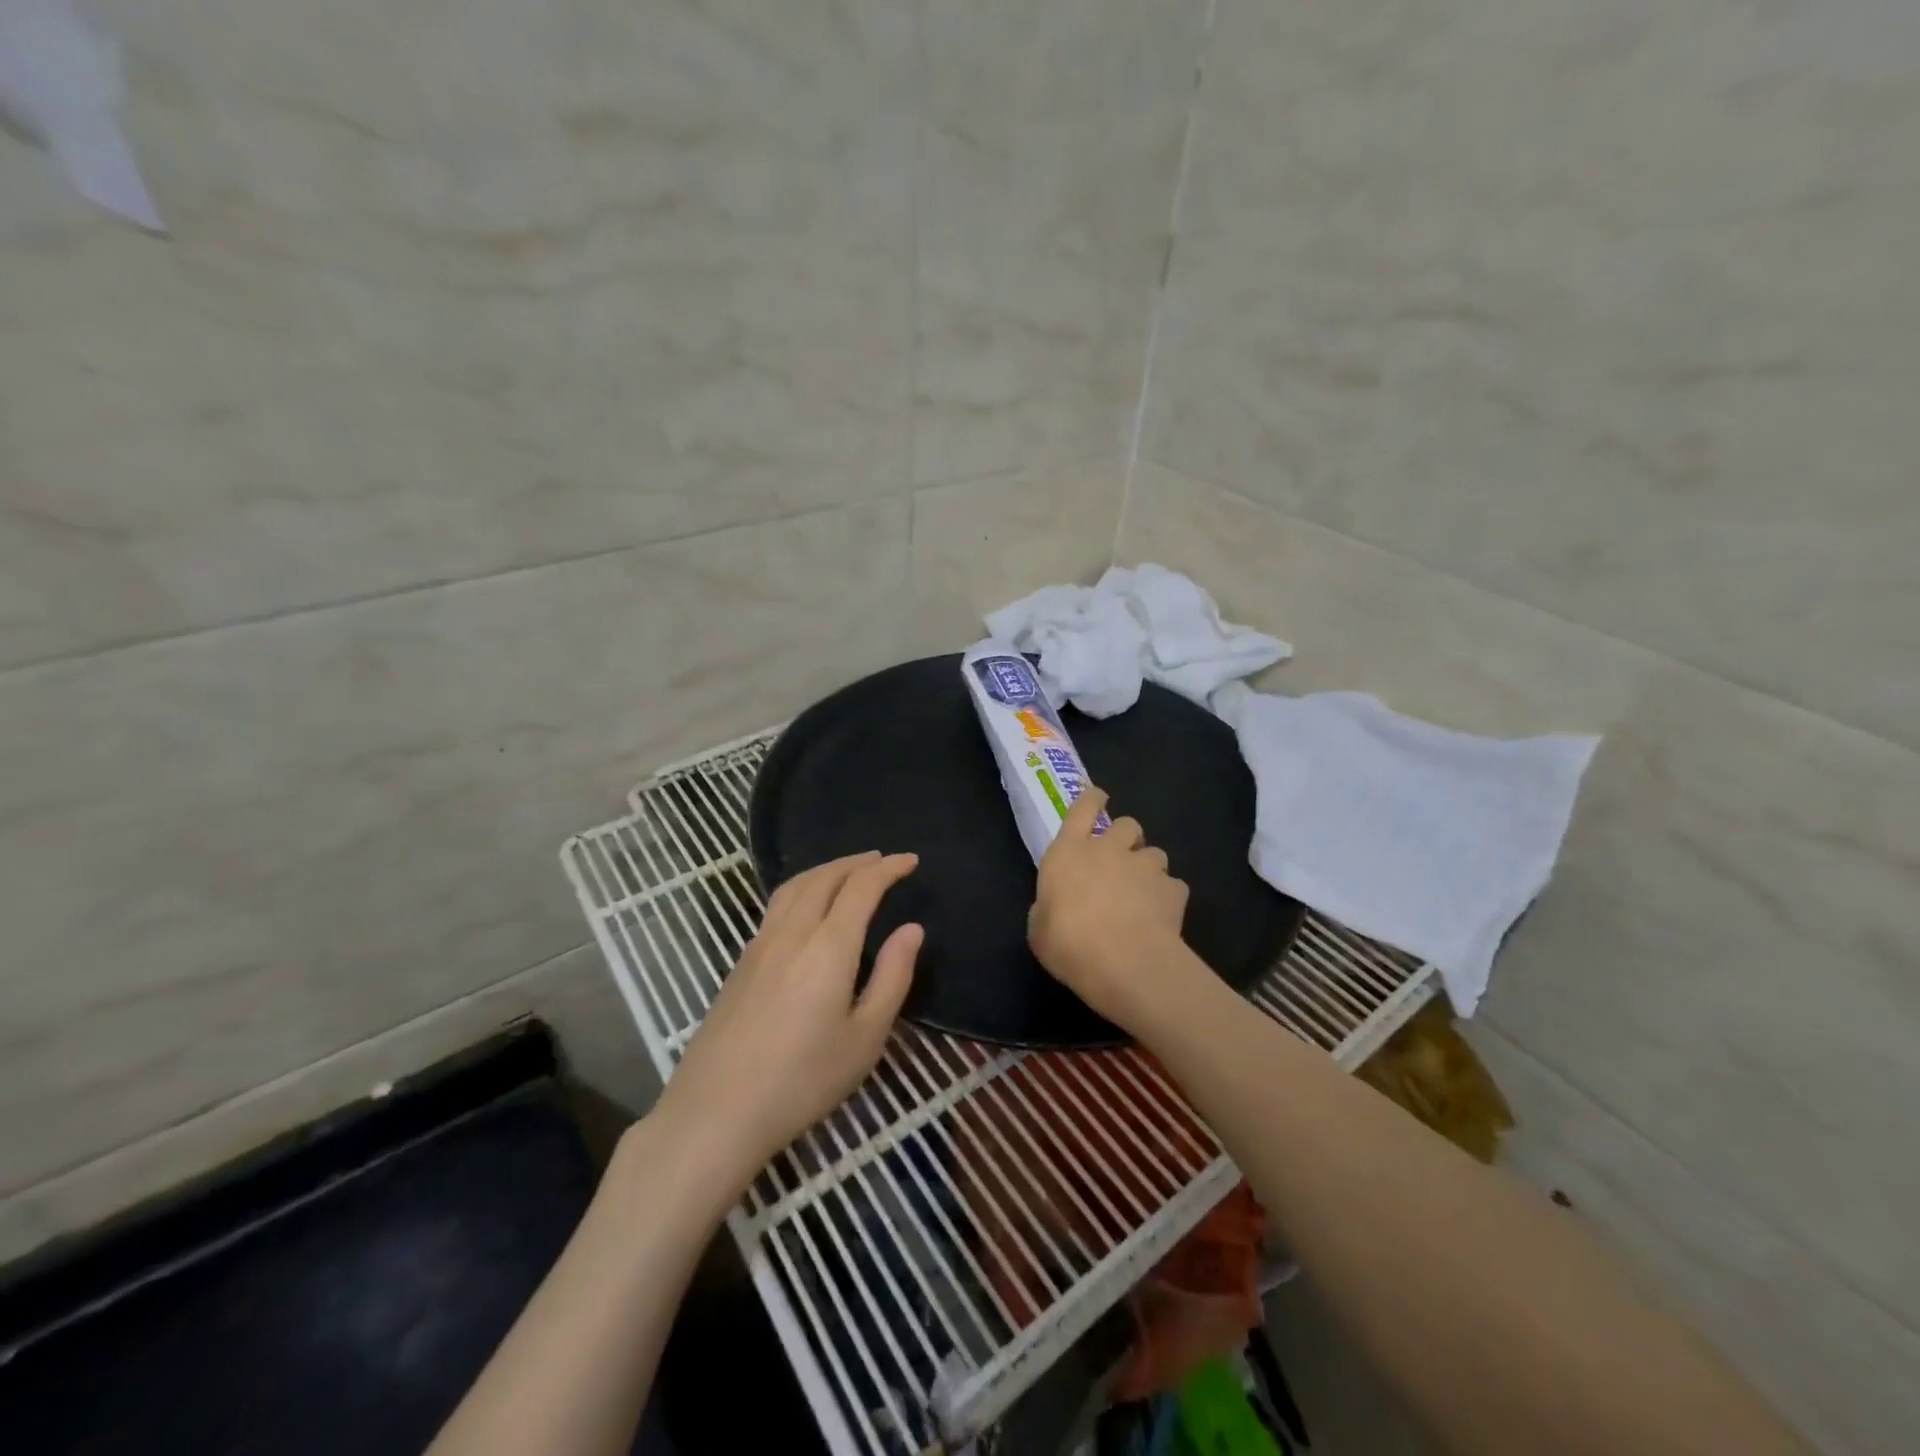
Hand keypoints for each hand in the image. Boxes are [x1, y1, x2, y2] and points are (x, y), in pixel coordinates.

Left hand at [653, 852, 920, 1201]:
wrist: (717, 1112)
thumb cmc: (802, 1080)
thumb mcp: (865, 1038)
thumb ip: (893, 977)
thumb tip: (912, 929)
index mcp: (827, 946)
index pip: (861, 887)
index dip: (888, 868)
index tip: (910, 860)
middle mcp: (792, 932)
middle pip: (824, 877)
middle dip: (856, 862)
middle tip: (882, 860)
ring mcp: (759, 944)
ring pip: (794, 886)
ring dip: (826, 869)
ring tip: (848, 871)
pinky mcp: (740, 962)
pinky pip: (777, 905)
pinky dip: (802, 887)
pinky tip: (808, 906)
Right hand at [1028, 787, 1195, 1033]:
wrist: (1123, 963)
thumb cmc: (1068, 943)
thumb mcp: (1039, 928)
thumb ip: (1048, 907)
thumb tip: (1055, 907)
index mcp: (1069, 852)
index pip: (1082, 808)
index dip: (1092, 799)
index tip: (1098, 798)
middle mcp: (1109, 849)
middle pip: (1126, 824)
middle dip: (1126, 837)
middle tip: (1121, 860)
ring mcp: (1145, 867)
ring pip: (1155, 852)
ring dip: (1149, 867)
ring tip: (1144, 892)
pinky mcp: (1173, 890)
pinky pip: (1173, 886)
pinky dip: (1168, 897)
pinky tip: (1162, 916)